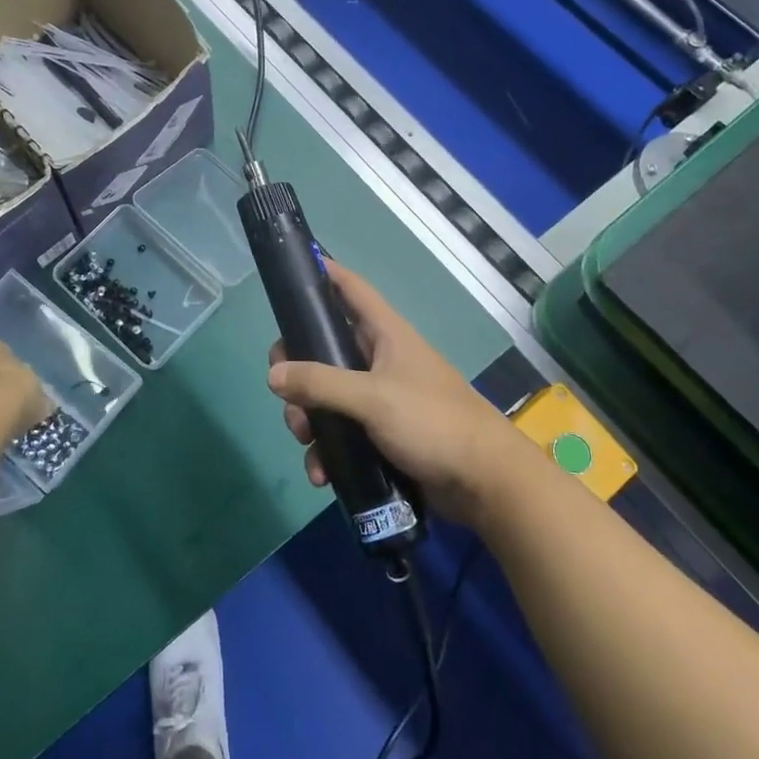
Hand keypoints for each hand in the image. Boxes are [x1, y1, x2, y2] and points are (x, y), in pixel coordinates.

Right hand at [266, 261, 527, 525]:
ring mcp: (380, 398)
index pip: (350, 288)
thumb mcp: (373, 398)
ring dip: (310, 418)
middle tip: (284, 393)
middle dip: (299, 372)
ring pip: (327, 395)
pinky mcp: (382, 434)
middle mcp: (380, 360)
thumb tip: (273, 375)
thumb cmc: (433, 423)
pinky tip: (322, 473)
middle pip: (325, 348)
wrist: (485, 483)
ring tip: (307, 443)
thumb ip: (321, 383)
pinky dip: (328, 450)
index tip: (289, 275)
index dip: (323, 274)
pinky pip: (342, 433)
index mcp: (386, 334)